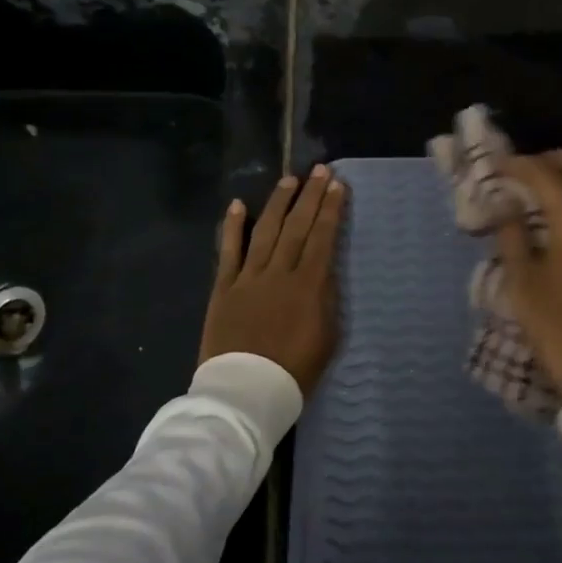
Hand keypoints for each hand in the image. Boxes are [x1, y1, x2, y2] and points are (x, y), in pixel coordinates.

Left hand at [198, 166, 348, 395]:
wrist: (245, 392)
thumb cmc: (294, 371)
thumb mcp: (327, 338)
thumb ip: (326, 299)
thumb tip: (325, 271)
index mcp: (308, 286)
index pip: (322, 238)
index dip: (330, 210)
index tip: (337, 185)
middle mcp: (278, 273)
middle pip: (296, 227)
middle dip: (310, 196)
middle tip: (319, 170)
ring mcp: (248, 278)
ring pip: (265, 231)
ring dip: (278, 203)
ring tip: (288, 180)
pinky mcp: (224, 288)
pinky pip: (229, 252)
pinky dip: (233, 227)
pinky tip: (238, 205)